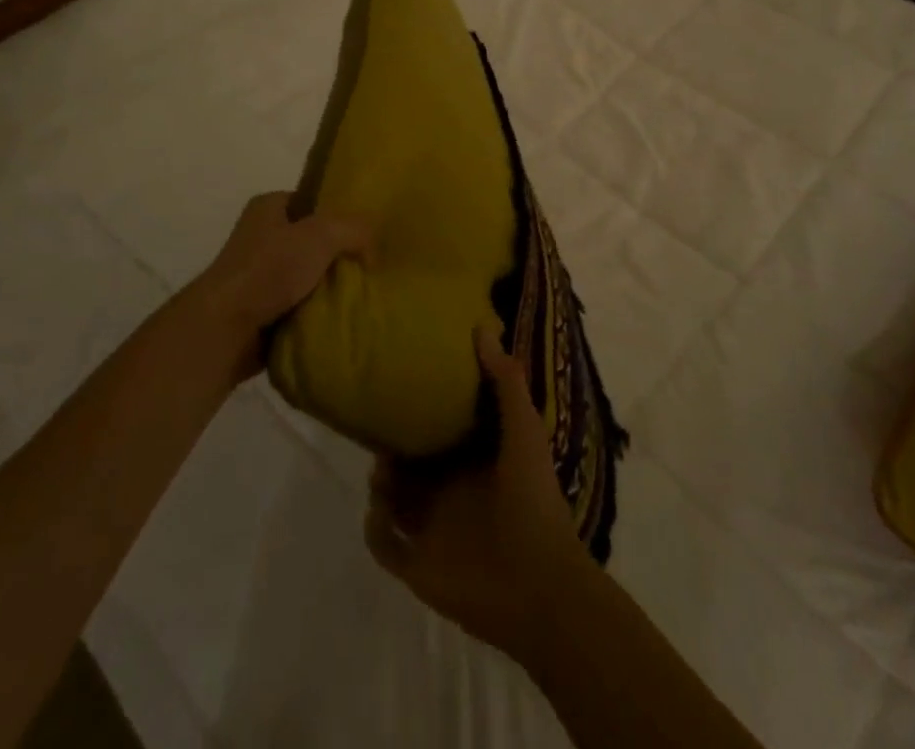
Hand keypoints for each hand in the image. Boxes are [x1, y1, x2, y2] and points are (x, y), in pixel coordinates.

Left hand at [190, 192, 370, 378]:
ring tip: (361, 296)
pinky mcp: (260, 309)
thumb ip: (354, 229)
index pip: (312, 202)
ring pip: (307, 276)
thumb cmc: (269, 269)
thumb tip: (373, 248)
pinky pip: (298, 306)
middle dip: (338, 255)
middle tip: (370, 268)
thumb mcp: (321, 235)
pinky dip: (316, 313)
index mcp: (268, 207)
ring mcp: (258, 275)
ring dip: (328, 288)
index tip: (366, 234)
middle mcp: (260, 236)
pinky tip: (340, 319)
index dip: (339, 214)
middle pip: (312, 241)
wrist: (226, 329)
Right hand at [364, 325, 593, 653]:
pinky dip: (374, 528)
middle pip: (409, 464)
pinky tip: (379, 509)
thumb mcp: (524, 430)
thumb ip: (505, 381)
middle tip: (377, 423)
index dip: (421, 412)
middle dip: (391, 446)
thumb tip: (481, 328)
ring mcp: (432, 530)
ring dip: (380, 483)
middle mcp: (450, 492)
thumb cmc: (533, 500)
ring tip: (380, 469)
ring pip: (391, 499)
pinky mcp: (417, 565)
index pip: (440, 432)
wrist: (540, 586)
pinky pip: (383, 544)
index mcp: (474, 463)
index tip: (400, 382)